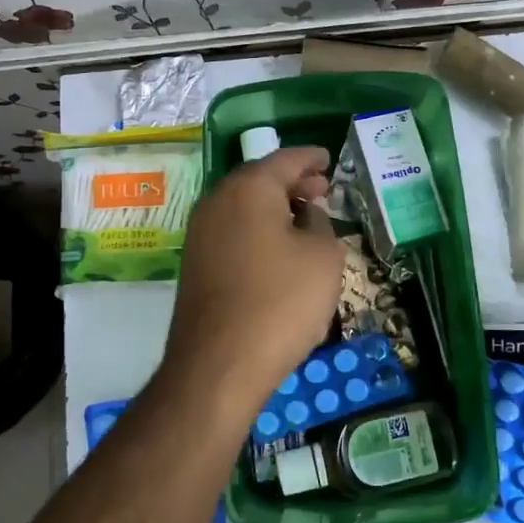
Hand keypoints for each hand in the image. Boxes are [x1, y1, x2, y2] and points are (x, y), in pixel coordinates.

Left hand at [162, 146, 344, 412]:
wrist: (219, 365)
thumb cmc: (281, 302)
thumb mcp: (323, 257)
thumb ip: (320, 224)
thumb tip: (307, 214)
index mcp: (249, 188)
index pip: (286, 159)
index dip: (311, 158)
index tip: (328, 159)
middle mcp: (217, 201)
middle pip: (260, 179)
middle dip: (293, 182)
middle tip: (322, 189)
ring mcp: (200, 233)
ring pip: (244, 206)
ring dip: (275, 208)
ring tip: (305, 219)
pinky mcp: (195, 264)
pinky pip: (233, 231)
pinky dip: (258, 229)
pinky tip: (279, 249)